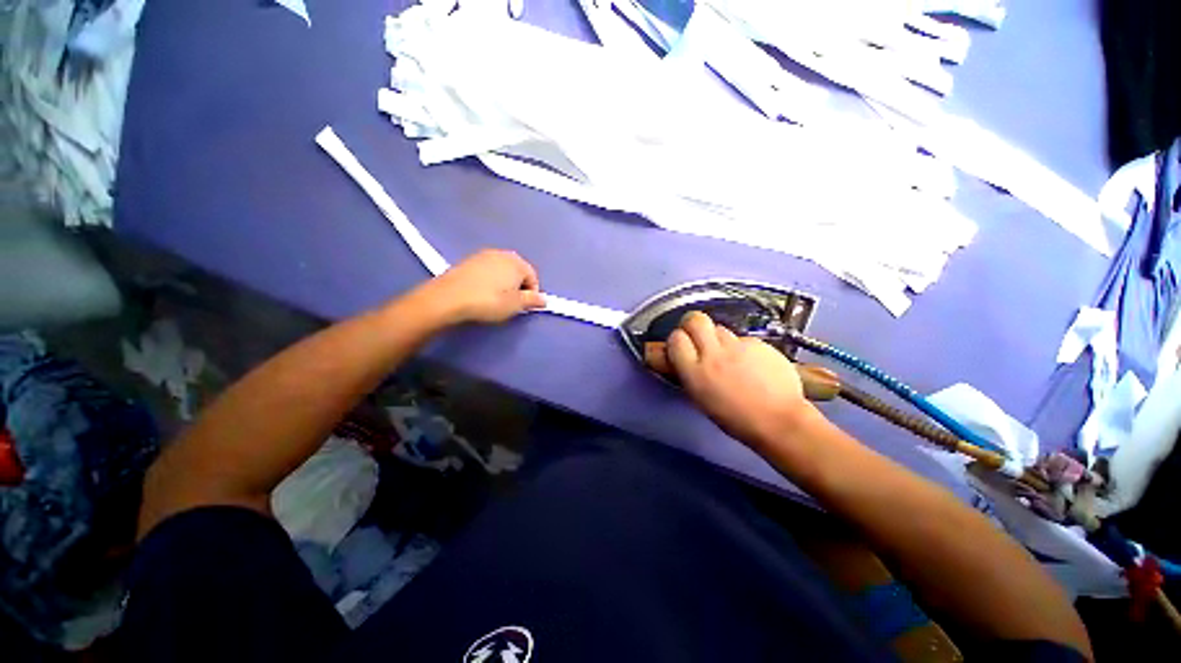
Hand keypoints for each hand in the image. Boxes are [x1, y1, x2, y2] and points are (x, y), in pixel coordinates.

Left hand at [420, 249, 545, 323]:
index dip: (531, 294)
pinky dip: (489, 280)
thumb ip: (533, 301)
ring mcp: (483, 255)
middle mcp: (502, 254)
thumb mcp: (515, 305)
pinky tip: (481, 293)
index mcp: (517, 262)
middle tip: (510, 304)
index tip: (523, 307)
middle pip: (518, 272)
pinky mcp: (468, 260)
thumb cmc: (488, 301)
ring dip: (503, 283)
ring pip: (502, 271)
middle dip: (518, 287)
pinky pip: (487, 271)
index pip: (533, 277)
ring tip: (494, 300)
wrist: (448, 298)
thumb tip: (543, 299)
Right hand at [665, 312, 817, 448]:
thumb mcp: (701, 399)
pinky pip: (742, 339)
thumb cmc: (736, 419)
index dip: (677, 340)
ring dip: (717, 338)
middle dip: (692, 324)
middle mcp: (714, 354)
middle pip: (695, 320)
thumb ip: (690, 374)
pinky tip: (751, 364)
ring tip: (727, 355)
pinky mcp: (759, 343)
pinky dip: (741, 347)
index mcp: (695, 372)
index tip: (681, 346)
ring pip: (719, 328)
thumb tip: (683, 359)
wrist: (780, 421)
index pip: (676, 338)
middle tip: (697, 335)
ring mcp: (738, 346)